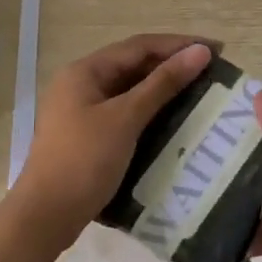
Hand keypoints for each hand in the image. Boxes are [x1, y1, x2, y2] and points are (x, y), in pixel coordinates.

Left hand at [10, 34, 213, 251]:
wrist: (45, 216)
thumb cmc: (84, 160)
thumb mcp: (126, 118)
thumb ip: (163, 83)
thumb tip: (199, 52)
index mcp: (85, 71)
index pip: (139, 46)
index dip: (179, 45)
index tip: (216, 50)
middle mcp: (81, 84)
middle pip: (133, 65)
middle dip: (172, 65)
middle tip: (212, 72)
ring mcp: (81, 111)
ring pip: (129, 90)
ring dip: (162, 89)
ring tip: (199, 93)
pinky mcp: (86, 136)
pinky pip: (124, 113)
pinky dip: (149, 112)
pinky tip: (173, 121)